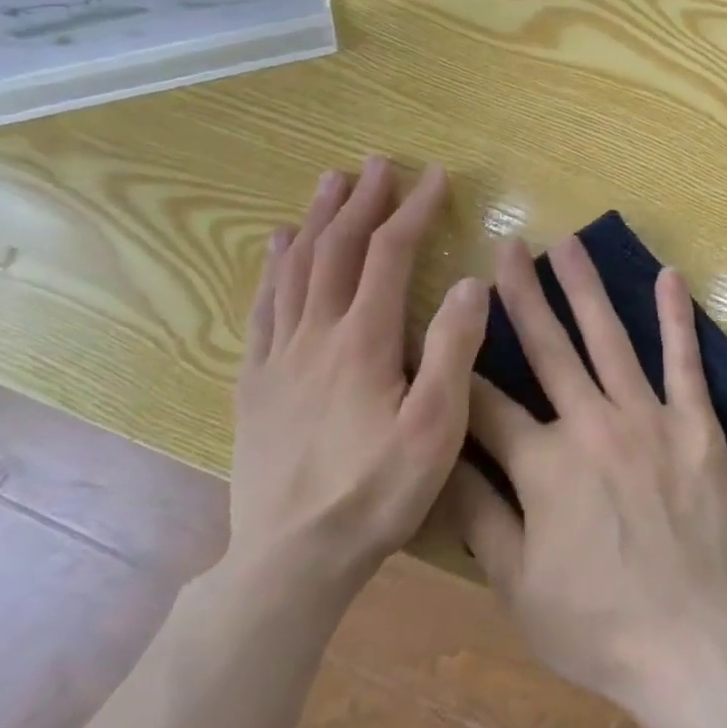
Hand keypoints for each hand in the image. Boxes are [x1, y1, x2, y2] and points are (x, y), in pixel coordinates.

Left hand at [229, 157, 488, 595]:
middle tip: (377, 163)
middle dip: (361, 201)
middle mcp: (316, 335)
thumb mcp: (435, 429)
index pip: (389, 255)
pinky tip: (277, 246)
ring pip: (296, 270)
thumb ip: (454, 351)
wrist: (289, 564)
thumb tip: (471, 282)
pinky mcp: (255, 383)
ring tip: (330, 183)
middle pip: (338, 250)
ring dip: (317, 220)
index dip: (413, 210)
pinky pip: (263, 308)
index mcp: (363, 342)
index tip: (436, 177)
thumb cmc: (375, 494)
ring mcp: (279, 357)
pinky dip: (273, 268)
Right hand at [441, 236, 726, 716]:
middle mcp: (592, 424)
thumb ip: (480, 518)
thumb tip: (440, 462)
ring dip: (586, 288)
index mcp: (543, 465)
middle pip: (548, 349)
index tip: (442, 325)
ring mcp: (648, 416)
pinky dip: (676, 317)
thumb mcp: (519, 587)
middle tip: (507, 247)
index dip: (458, 366)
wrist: (692, 642)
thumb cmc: (599, 625)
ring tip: (568, 243)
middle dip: (521, 296)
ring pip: (609, 339)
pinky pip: (684, 360)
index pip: (487, 404)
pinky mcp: (694, 422)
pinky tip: (669, 276)